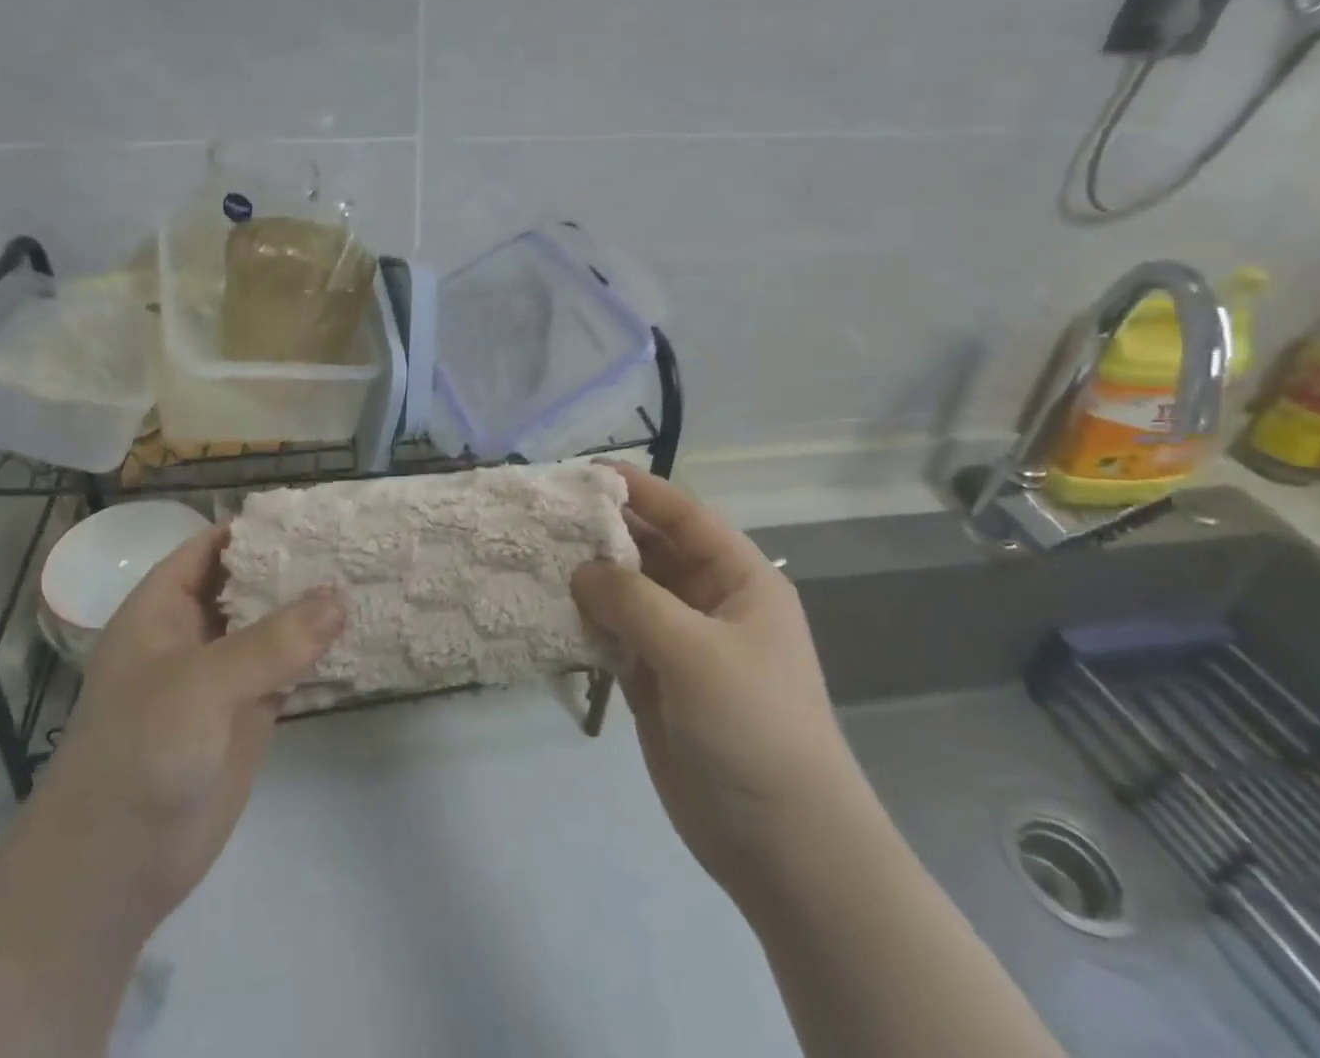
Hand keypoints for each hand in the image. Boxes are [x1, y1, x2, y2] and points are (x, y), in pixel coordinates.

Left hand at [36, 526, 344, 930]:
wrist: (112, 872)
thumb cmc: (138, 756)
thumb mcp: (200, 686)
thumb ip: (272, 642)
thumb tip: (340, 596)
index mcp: (163, 607)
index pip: (215, 547)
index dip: (260, 527)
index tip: (318, 514)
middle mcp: (195, 631)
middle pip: (252, 581)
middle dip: (297, 563)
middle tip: (359, 542)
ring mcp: (224, 673)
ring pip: (275, 624)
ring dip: (315, 607)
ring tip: (371, 577)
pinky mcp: (249, 712)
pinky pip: (290, 668)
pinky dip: (321, 652)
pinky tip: (363, 635)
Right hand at [572, 466, 855, 893]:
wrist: (783, 846)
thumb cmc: (753, 728)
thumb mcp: (696, 652)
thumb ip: (633, 601)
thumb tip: (580, 570)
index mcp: (738, 580)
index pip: (684, 516)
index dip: (638, 490)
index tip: (584, 473)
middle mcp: (708, 602)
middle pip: (650, 551)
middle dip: (604, 533)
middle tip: (546, 516)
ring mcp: (680, 644)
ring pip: (627, 593)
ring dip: (589, 578)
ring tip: (537, 556)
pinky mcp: (654, 681)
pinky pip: (614, 636)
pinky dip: (585, 623)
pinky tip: (548, 610)